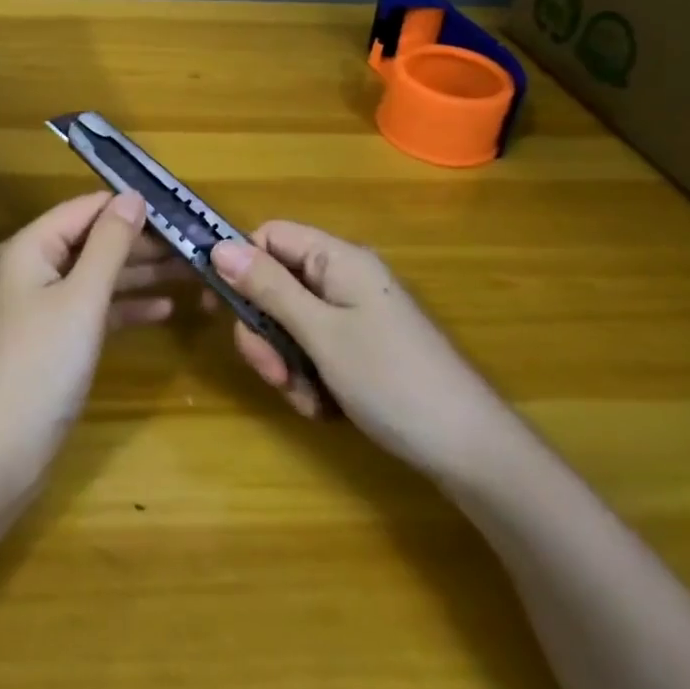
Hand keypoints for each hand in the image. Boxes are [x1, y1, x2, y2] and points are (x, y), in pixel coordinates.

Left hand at [0, 192, 186, 486]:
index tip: (178, 210)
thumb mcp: (82, 297)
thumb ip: (110, 244)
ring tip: (192, 272)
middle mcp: (36, 267)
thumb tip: (133, 196)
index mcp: (32, 246)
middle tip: (194, 246)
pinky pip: (97, 309)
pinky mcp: (57, 338)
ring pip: (100, 276)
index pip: (86, 208)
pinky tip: (166, 309)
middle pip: (95, 241)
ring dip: (142, 274)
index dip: (129, 205)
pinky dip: (127, 307)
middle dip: (142, 242)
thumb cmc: (42, 363)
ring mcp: (46, 304)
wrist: (1, 451)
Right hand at [209, 222, 506, 475]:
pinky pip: (316, 351)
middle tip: (274, 373)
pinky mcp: (363, 350)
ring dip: (287, 363)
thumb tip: (218, 247)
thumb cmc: (391, 380)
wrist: (470, 452)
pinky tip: (324, 409)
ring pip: (292, 324)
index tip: (222, 308)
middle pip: (277, 285)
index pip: (271, 237)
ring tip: (306, 399)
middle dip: (266, 331)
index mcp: (339, 260)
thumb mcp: (320, 333)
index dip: (241, 265)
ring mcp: (356, 316)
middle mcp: (345, 279)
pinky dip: (310, 379)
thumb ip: (268, 288)